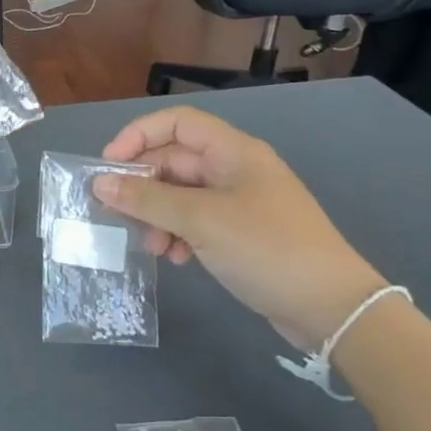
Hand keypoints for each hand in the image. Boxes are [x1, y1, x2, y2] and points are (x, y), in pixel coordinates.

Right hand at [94, 106, 384, 347]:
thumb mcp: (201, 221)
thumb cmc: (267, 249)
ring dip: (157, 215)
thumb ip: (147, 199)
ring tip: (152, 246)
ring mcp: (239, 202)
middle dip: (143, 186)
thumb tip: (99, 184)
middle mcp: (235, 169)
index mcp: (233, 152)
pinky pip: (195, 221)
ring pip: (180, 195)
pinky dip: (178, 234)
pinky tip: (176, 258)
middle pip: (174, 161)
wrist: (332, 307)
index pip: (176, 123)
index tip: (108, 166)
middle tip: (116, 213)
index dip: (138, 136)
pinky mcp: (241, 232)